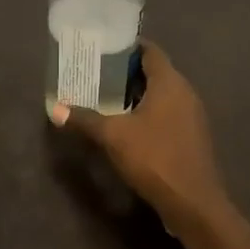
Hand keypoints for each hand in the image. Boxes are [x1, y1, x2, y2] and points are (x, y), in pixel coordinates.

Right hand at [51, 43, 228, 224]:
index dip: (126, 47)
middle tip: (97, 75)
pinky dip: (148, 113)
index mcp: (170, 82)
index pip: (150, 51)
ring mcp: (192, 115)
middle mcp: (185, 92)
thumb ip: (85, 119)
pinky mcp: (192, 136)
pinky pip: (168, 114)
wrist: (192, 201)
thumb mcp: (113, 136)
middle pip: (155, 72)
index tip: (102, 50)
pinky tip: (128, 127)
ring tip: (107, 99)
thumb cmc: (154, 157)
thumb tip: (57, 110)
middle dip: (127, 73)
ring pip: (162, 95)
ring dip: (137, 95)